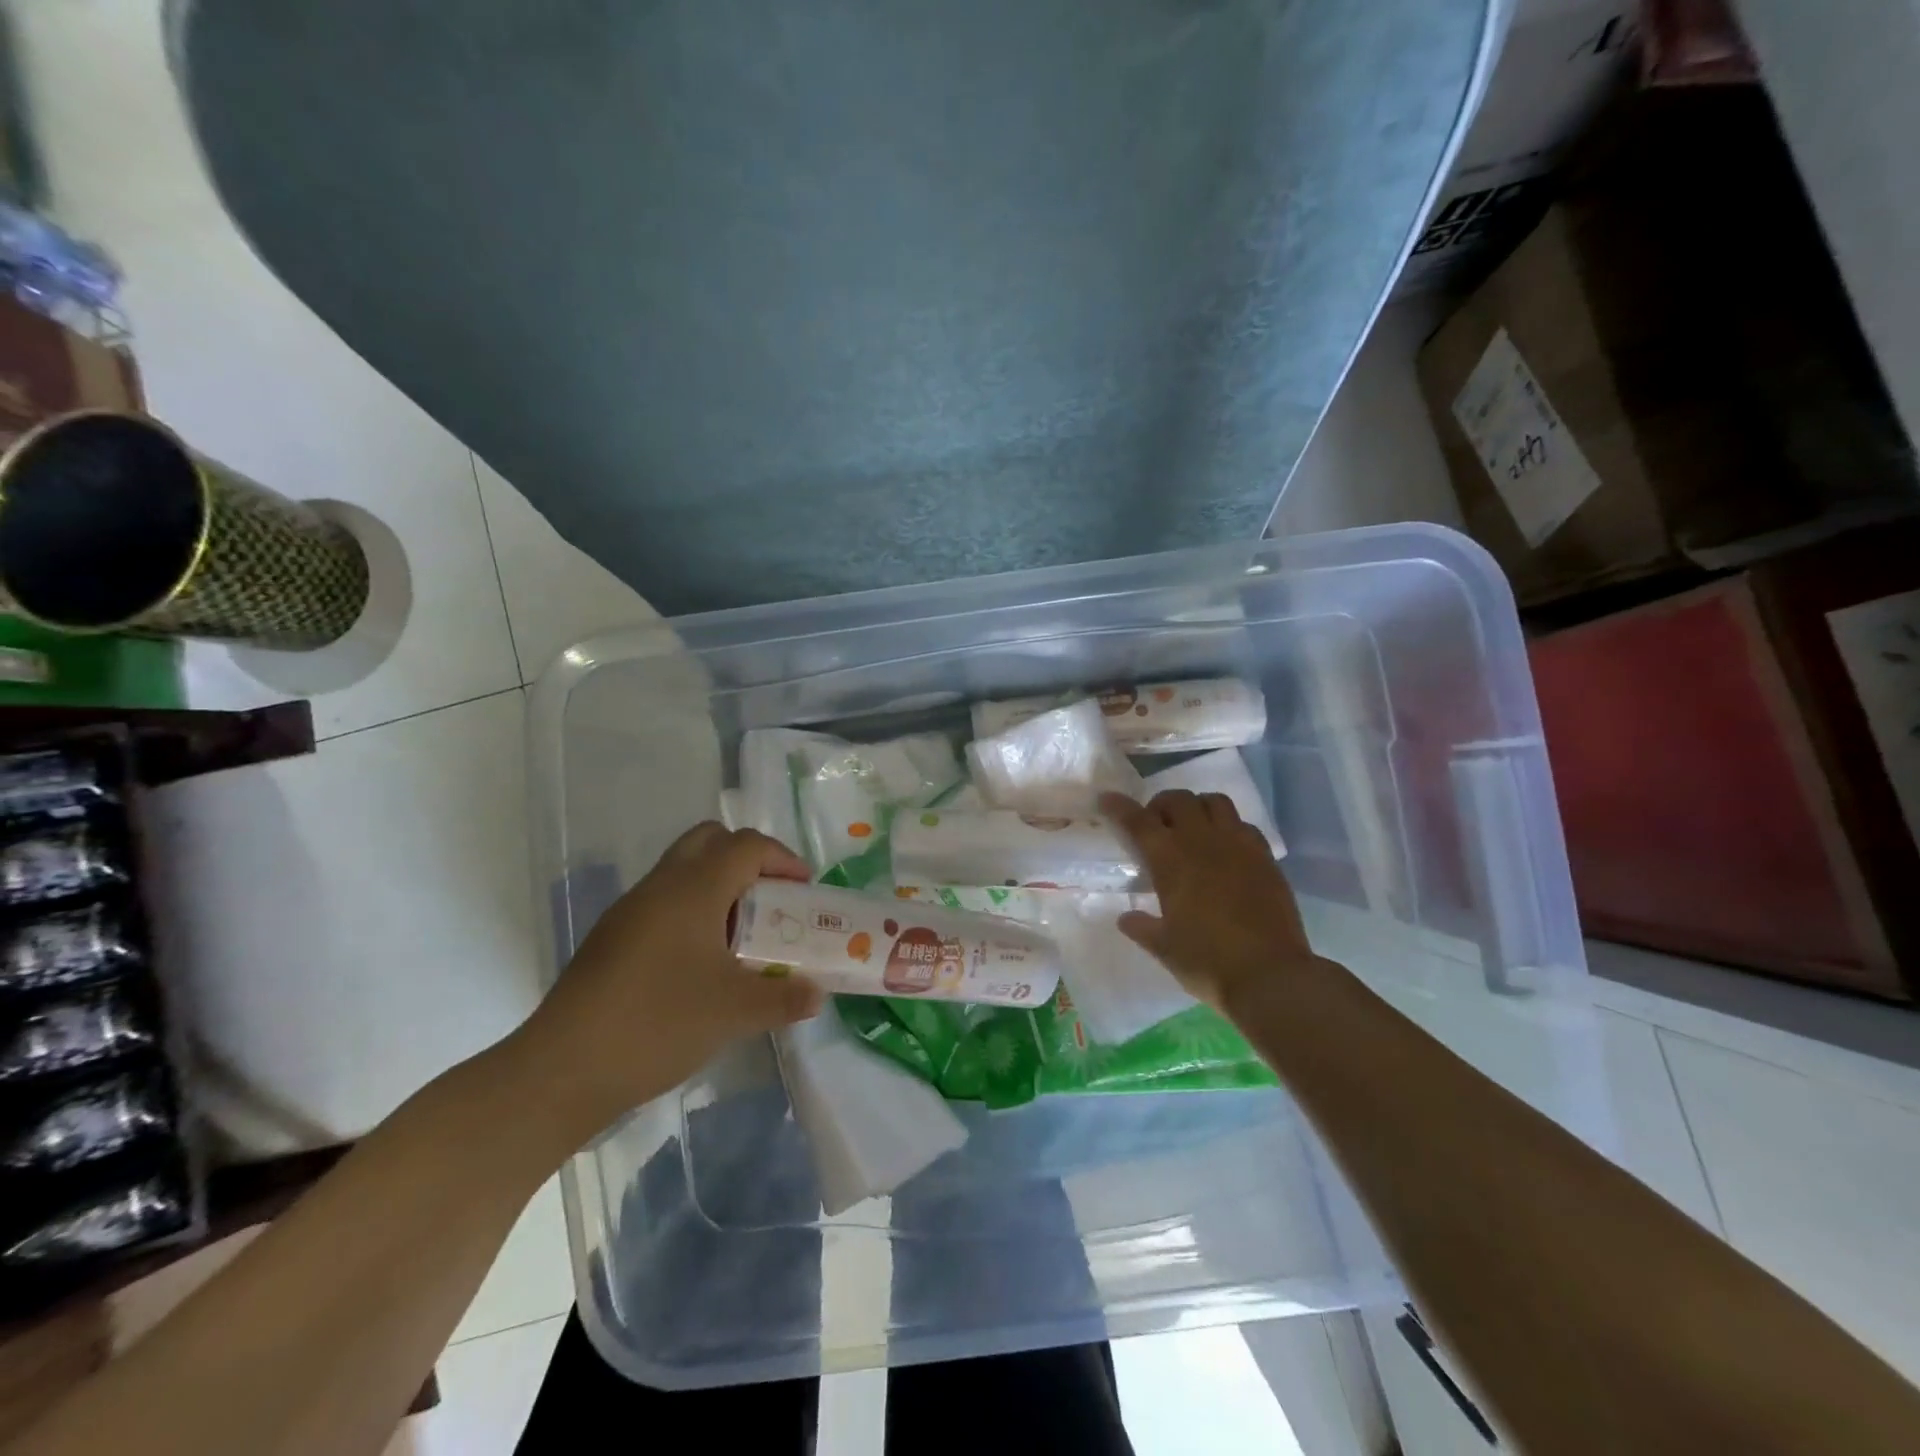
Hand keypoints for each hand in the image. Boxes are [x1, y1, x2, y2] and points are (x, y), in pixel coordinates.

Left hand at [507, 823, 823, 1144]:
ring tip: (741, 937)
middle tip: (770, 899)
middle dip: (747, 860)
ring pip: (683, 871)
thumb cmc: (659, 1023)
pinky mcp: (611, 938)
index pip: (747, 845)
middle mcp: (661, 885)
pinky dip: (692, 913)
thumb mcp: (735, 1012)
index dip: (782, 859)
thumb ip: (784, 998)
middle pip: (710, 841)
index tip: (803, 891)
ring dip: (719, 887)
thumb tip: (816, 994)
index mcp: (694, 888)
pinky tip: (701, 964)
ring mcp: (630, 910)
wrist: (562, 1069)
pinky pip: (663, 903)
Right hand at [1101, 789, 1335, 1013]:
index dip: (1118, 807)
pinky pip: (1244, 825)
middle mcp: (1202, 841)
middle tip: (1156, 826)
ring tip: (1193, 829)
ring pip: (1214, 801)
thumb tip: (1126, 919)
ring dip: (1197, 807)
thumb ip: (1142, 928)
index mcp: (1170, 860)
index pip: (1138, 821)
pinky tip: (1226, 849)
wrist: (1271, 976)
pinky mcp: (1265, 857)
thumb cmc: (1207, 962)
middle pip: (1178, 800)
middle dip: (1161, 805)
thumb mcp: (1164, 948)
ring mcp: (1238, 845)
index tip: (1106, 799)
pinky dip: (1229, 827)